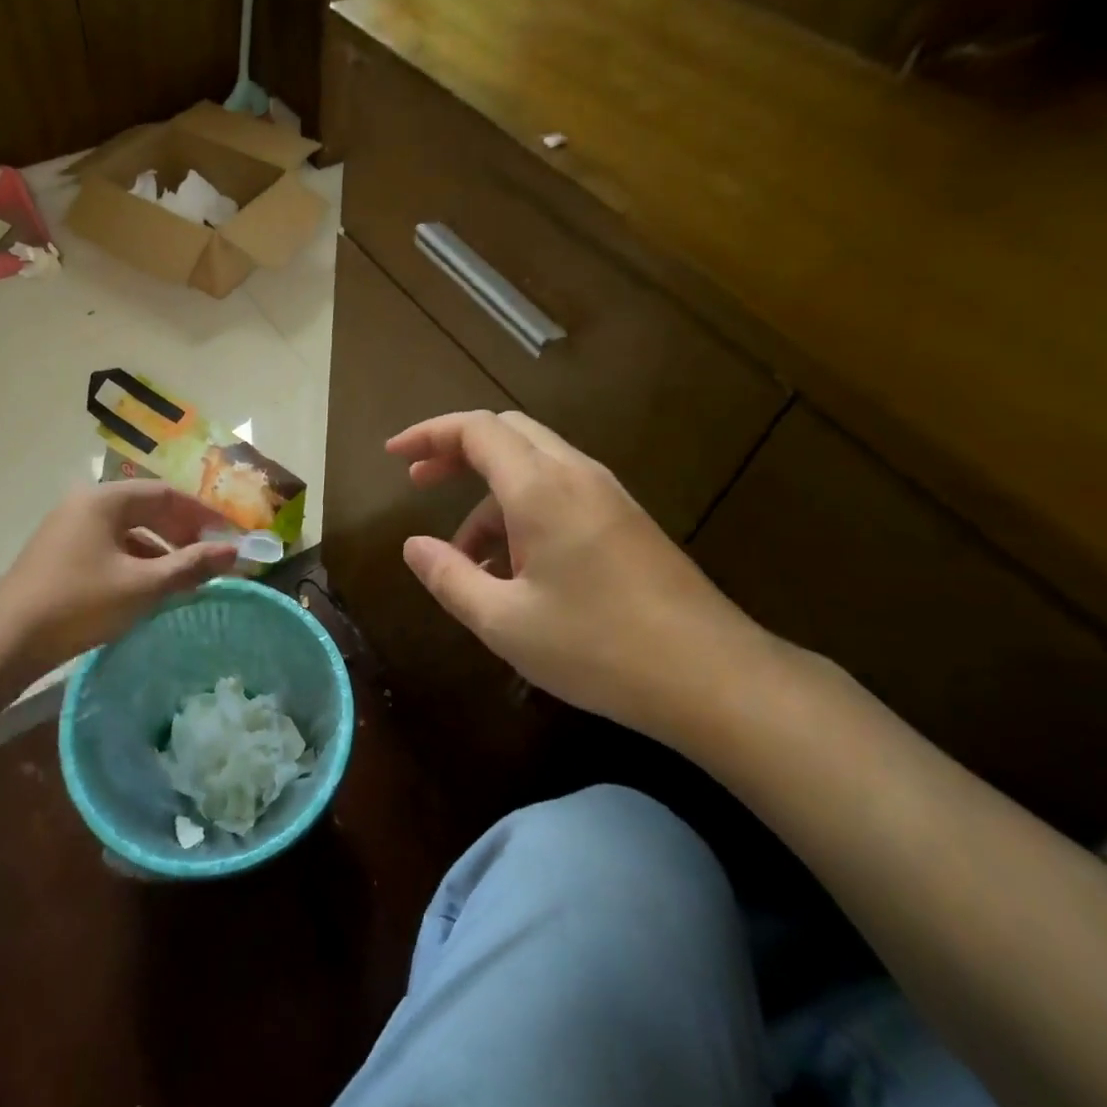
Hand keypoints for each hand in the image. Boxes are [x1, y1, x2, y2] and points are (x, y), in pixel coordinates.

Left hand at [0, 482, 239, 663]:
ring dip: (161, 549)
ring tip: (186, 575)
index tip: (228, 534)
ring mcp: (69, 528)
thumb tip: (235, 552)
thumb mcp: (143, 586)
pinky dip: (136, 560)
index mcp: (105, 499)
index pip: (166, 493)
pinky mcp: (61, 553)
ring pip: (128, 530)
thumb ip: (190, 566)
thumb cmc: (79, 603)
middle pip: (146, 508)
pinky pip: (110, 546)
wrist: (6, 641)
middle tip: (210, 555)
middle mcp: (86, 504)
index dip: (202, 513)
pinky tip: (150, 587)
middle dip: (182, 531)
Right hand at [388, 410, 773, 741]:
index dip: (428, 434)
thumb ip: (450, 577)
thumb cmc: (598, 647)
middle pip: (506, 433)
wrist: (713, 677)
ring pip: (533, 466)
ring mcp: (607, 495)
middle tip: (419, 484)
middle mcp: (575, 475)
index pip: (476, 429)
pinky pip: (559, 493)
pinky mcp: (625, 520)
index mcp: (541, 487)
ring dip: (490, 495)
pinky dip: (522, 512)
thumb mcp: (505, 621)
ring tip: (466, 558)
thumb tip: (412, 547)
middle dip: (456, 452)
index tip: (393, 456)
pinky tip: (516, 569)